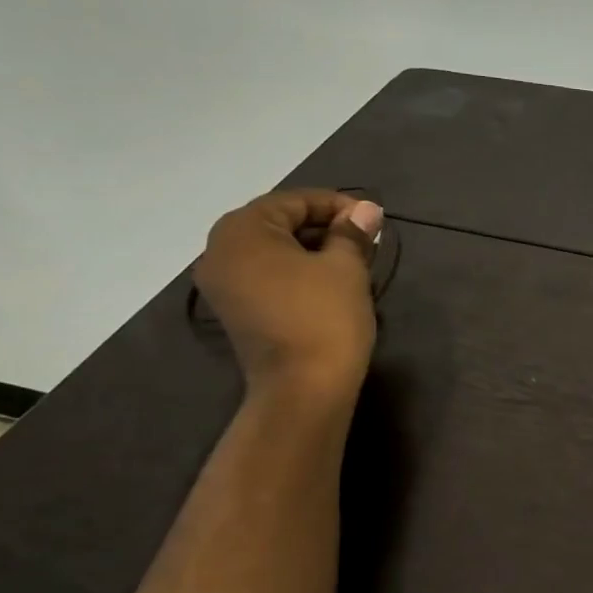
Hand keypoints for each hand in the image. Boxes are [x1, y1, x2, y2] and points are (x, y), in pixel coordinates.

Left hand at [194, 189, 382, 410]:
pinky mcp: (235, 311)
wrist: (303, 391)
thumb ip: (352, 232)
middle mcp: (219, 251)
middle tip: (365, 240)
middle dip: (324, 227)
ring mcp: (222, 285)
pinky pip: (266, 276)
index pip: (294, 202)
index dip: (337, 205)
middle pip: (278, 224)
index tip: (373, 219)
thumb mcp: (346, 268)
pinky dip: (296, 272)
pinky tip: (329, 283)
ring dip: (312, 250)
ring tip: (353, 261)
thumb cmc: (324, 318)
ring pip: (273, 252)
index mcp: (242, 231)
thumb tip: (366, 209)